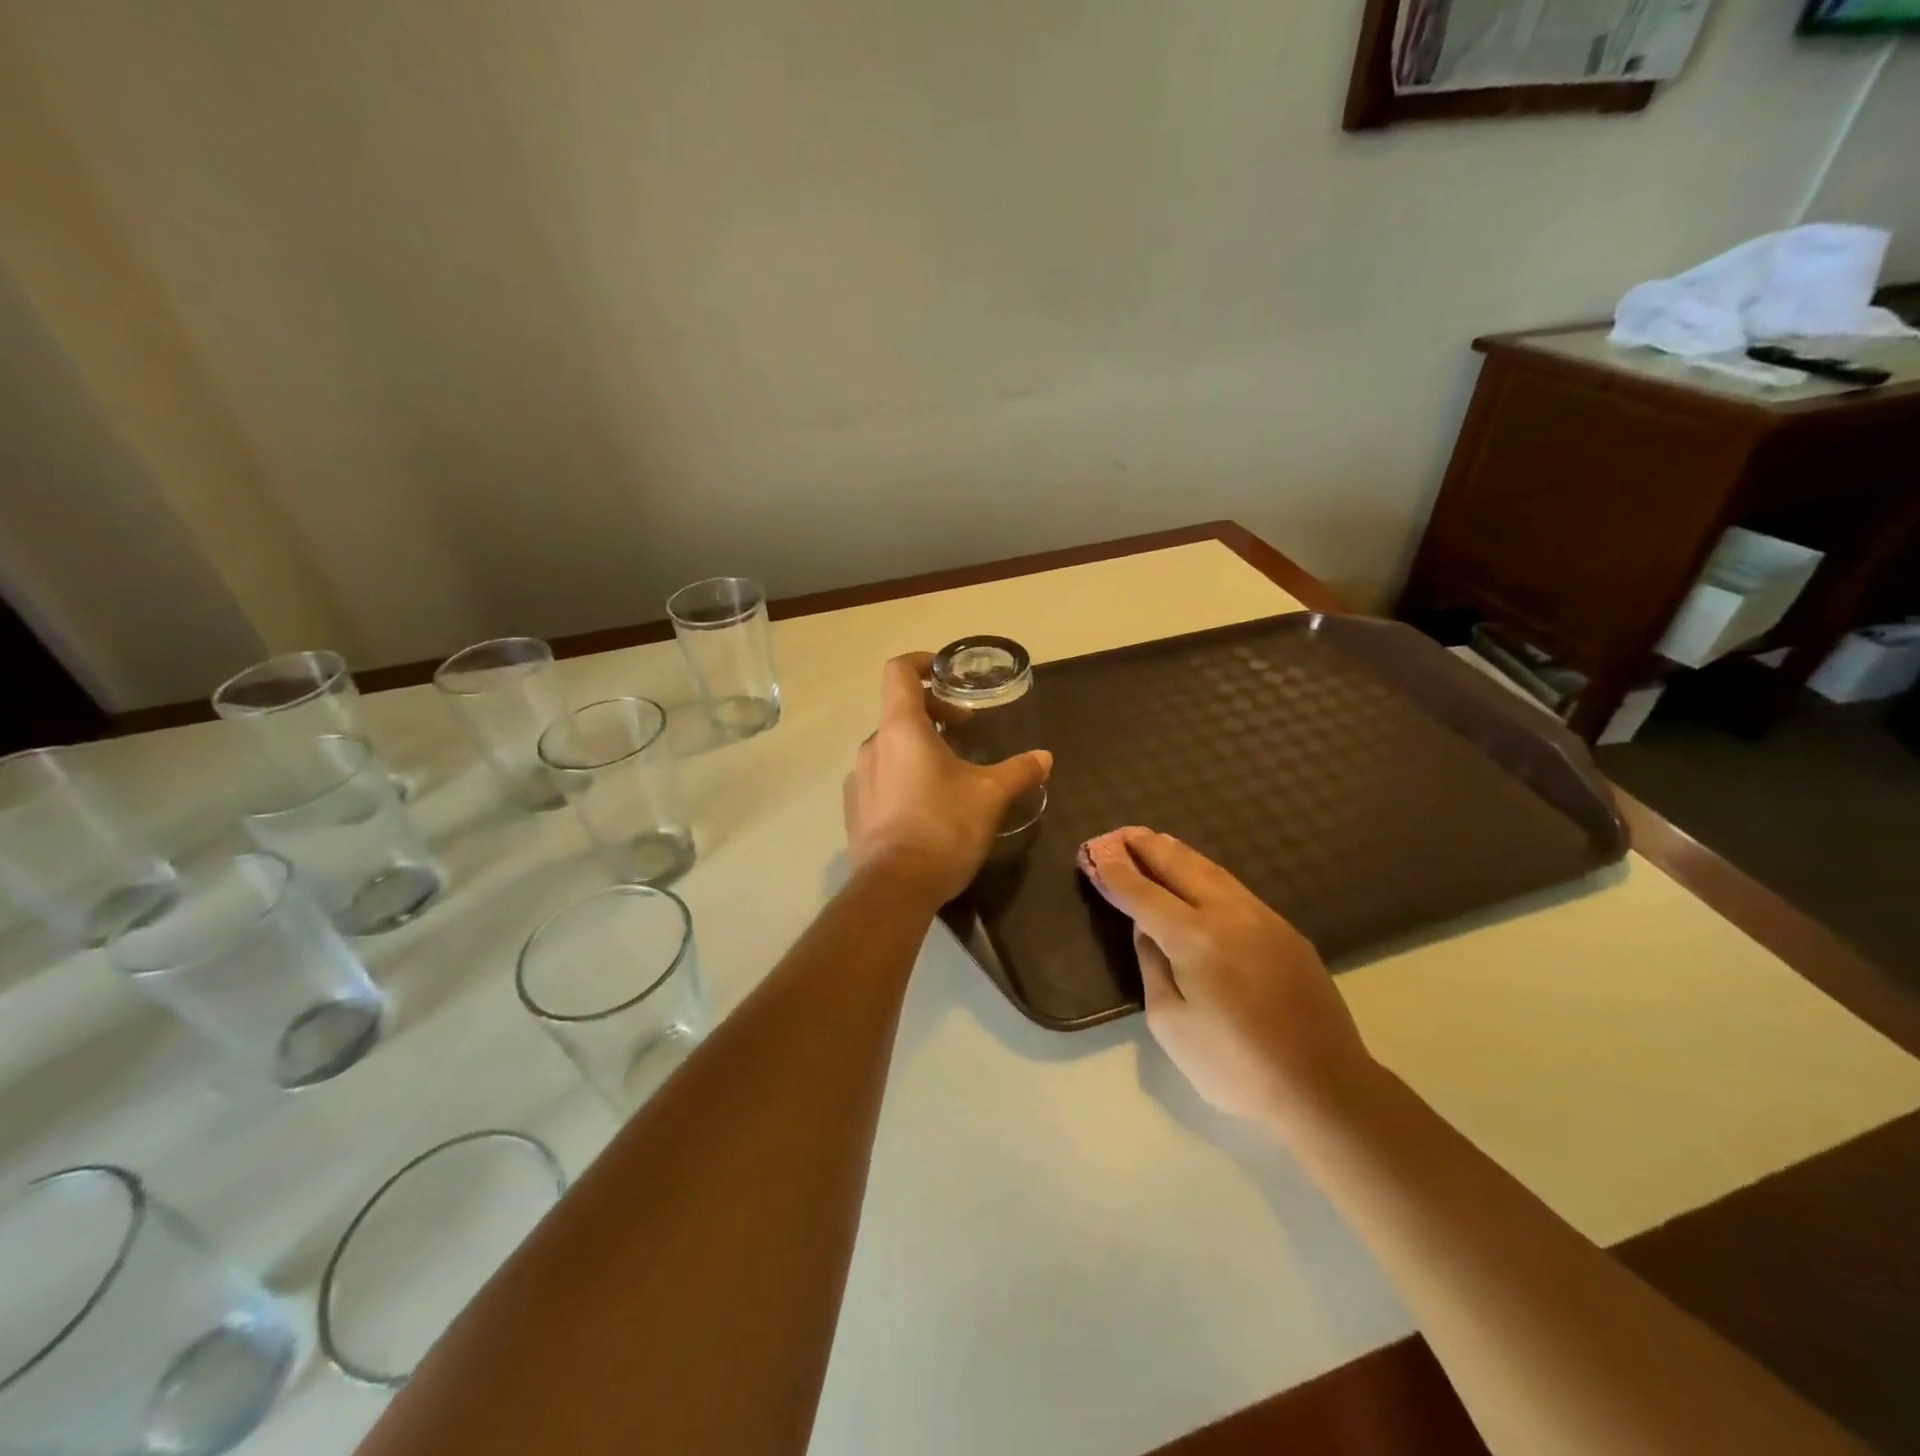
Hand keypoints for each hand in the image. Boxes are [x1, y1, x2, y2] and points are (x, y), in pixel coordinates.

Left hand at [844, 653, 1052, 905]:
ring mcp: (858, 778)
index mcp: (901, 729)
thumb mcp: (990, 796)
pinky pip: (880, 777)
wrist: (895, 887)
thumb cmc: (943, 827)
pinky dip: (902, 775)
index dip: (921, 662)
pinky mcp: (855, 809)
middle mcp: (873, 746)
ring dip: (918, 747)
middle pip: (899, 711)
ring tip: (949, 772)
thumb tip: (1044, 757)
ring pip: (890, 747)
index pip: (899, 672)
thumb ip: (1018, 771)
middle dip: (934, 712)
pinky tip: (925, 805)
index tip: (945, 672)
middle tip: (964, 730)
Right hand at [1080, 828, 1375, 1128]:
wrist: (1323, 1088)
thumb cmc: (1234, 1066)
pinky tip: (1198, 874)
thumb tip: (1146, 927)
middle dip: (1145, 848)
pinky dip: (1206, 872)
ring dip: (1178, 853)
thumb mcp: (1170, 1023)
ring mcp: (1263, 919)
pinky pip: (1235, 888)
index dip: (1116, 873)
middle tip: (1120, 833)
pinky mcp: (1286, 932)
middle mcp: (1228, 915)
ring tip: (1155, 840)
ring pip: (1212, 871)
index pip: (1144, 894)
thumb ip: (1153, 965)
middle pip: (1179, 866)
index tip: (1095, 854)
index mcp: (1194, 938)